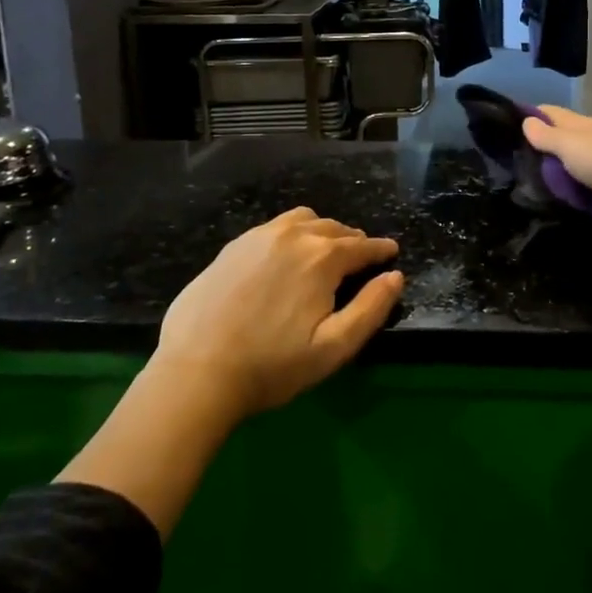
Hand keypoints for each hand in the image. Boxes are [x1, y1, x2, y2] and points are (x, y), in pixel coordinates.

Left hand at [57, 208, 401, 536]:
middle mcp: (293, 235)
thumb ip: (370, 309)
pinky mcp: (232, 247)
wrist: (196, 372)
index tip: (391, 252)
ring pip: (302, 220)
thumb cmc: (272, 366)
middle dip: (352, 240)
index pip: (361, 246)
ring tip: (325, 251)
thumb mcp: (333, 348)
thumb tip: (395, 276)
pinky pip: (273, 228)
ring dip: (322, 231)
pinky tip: (285, 256)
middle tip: (360, 258)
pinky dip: (292, 234)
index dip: (380, 250)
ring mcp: (258, 237)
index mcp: (322, 257)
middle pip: (333, 228)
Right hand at [519, 106, 591, 239]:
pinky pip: (589, 193)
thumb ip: (548, 136)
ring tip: (529, 191)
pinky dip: (576, 197)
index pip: (551, 114)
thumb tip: (526, 120)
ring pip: (575, 170)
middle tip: (512, 169)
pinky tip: (560, 206)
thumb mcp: (571, 146)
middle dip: (540, 152)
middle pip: (563, 143)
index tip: (504, 129)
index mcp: (584, 125)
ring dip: (558, 178)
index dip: (529, 117)